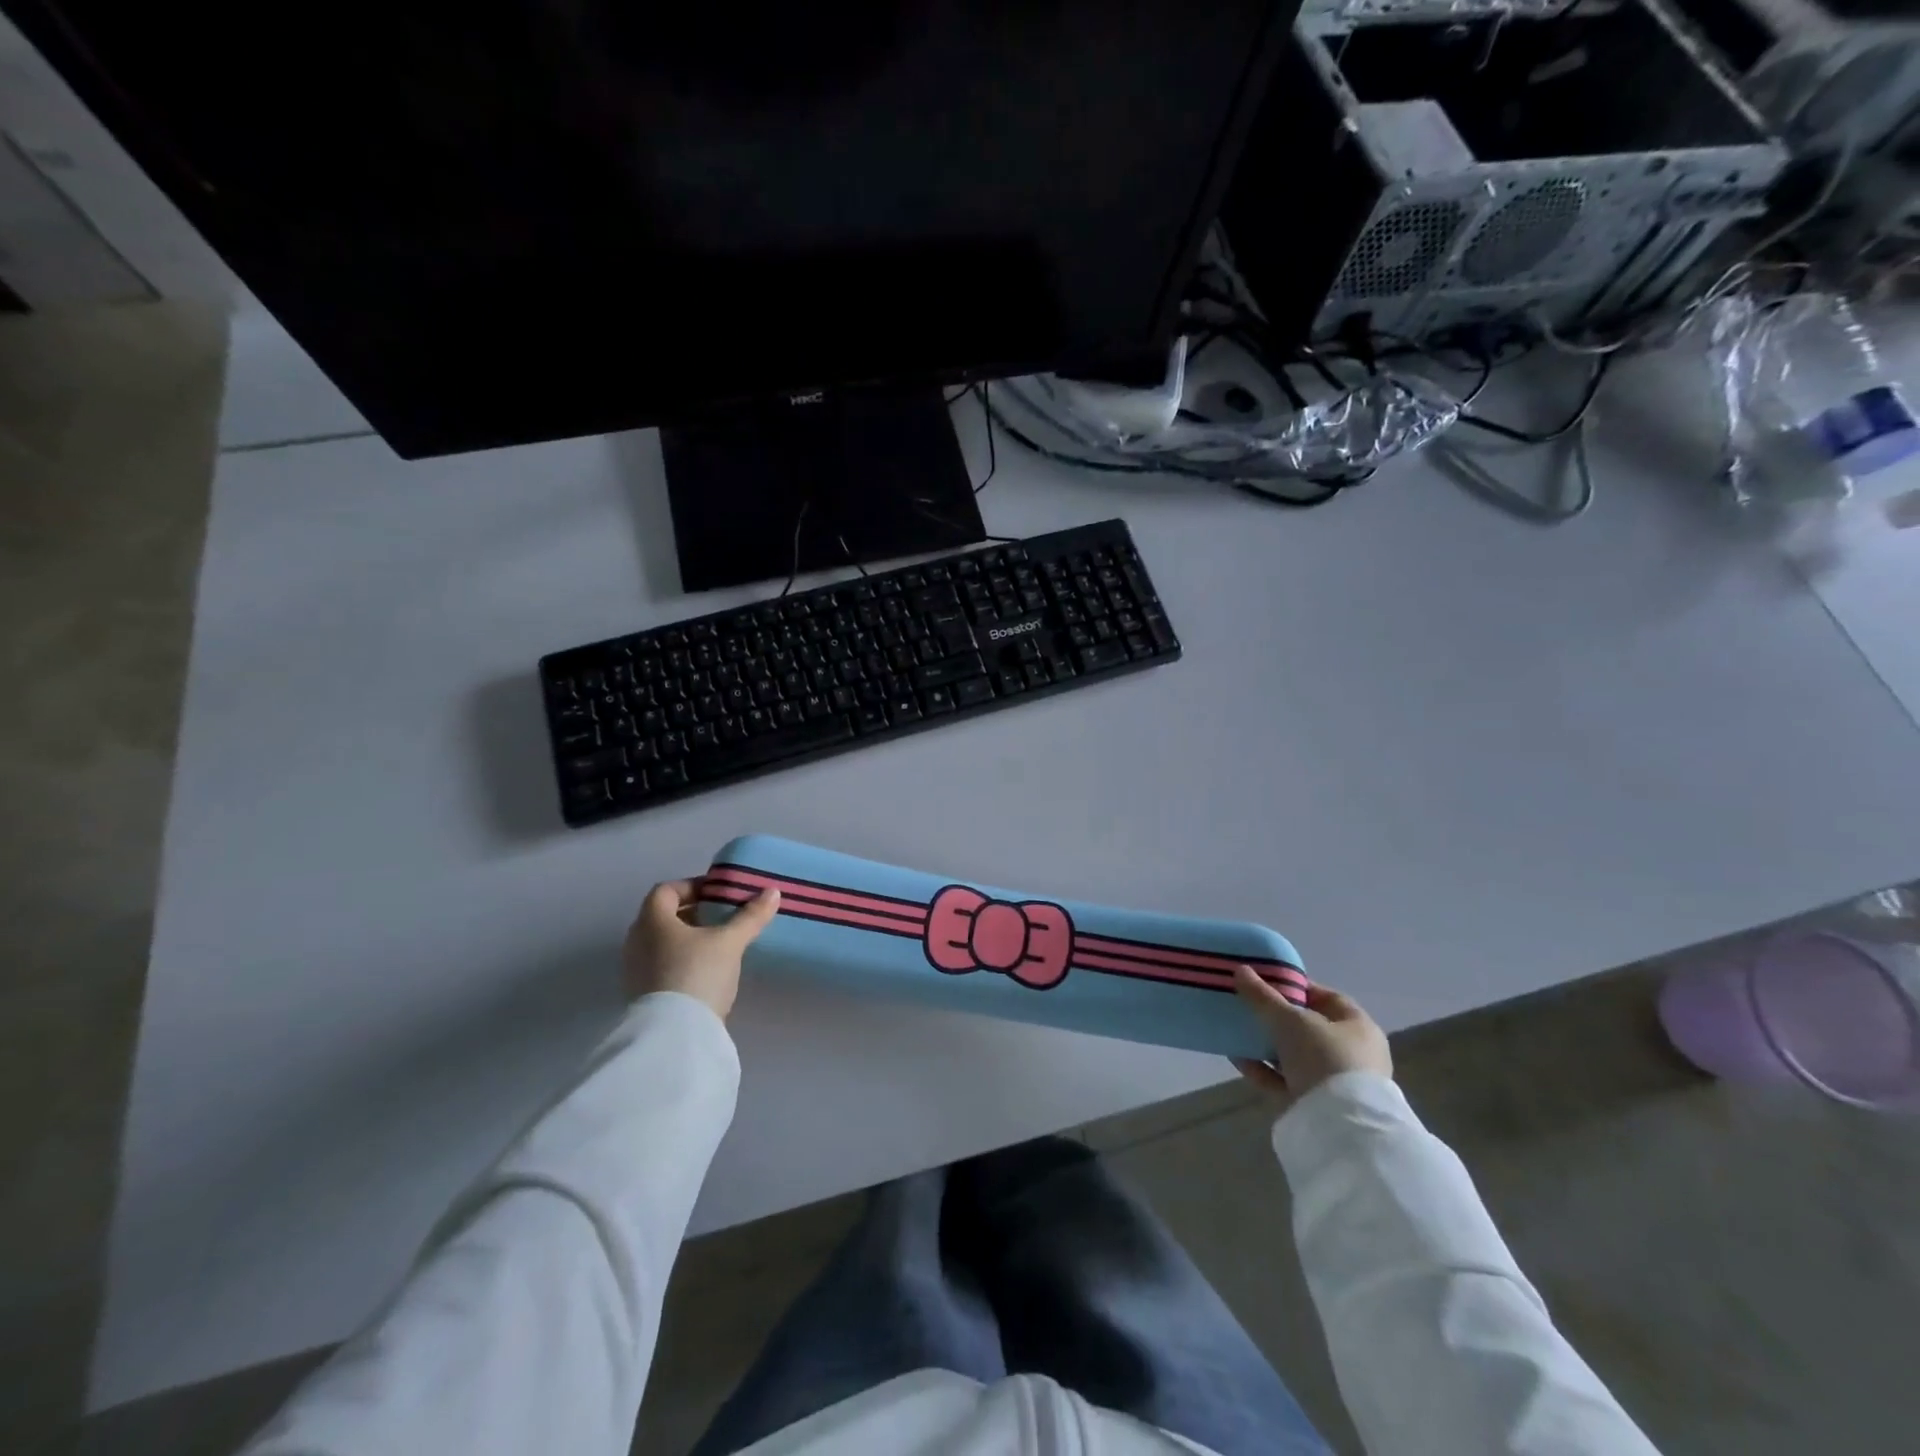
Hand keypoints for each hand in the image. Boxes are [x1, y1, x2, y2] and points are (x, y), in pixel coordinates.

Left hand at [621, 878, 780, 1019]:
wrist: (674, 1035)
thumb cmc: (697, 973)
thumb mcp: (730, 942)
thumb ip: (750, 916)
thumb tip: (773, 892)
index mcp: (652, 920)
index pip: (666, 890)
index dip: (692, 886)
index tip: (718, 894)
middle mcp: (636, 941)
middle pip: (662, 916)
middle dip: (693, 913)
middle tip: (722, 917)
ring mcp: (634, 970)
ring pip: (661, 942)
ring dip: (687, 938)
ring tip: (718, 945)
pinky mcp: (641, 995)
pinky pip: (660, 965)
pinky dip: (681, 961)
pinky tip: (705, 972)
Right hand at [1231, 966, 1391, 1110]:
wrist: (1340, 1127)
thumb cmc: (1324, 1058)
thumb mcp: (1290, 1019)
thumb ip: (1263, 996)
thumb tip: (1240, 969)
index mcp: (1358, 1027)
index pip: (1326, 997)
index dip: (1296, 987)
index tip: (1265, 983)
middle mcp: (1350, 1053)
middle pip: (1307, 1027)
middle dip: (1276, 1017)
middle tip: (1247, 1007)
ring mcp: (1334, 1082)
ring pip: (1294, 1055)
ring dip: (1265, 1044)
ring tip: (1235, 1031)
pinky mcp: (1315, 1105)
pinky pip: (1284, 1080)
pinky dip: (1262, 1069)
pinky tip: (1236, 1058)